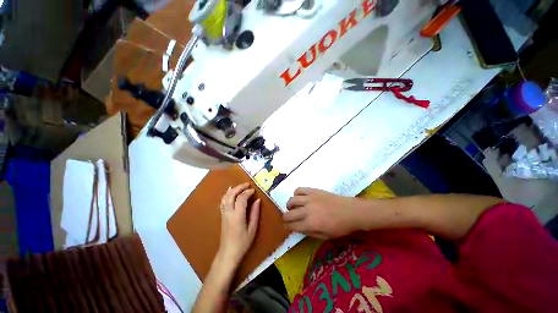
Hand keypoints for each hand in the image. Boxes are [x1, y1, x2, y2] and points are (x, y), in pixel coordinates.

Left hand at [218, 183, 260, 265]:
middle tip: (248, 184)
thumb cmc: (242, 242)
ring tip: (241, 186)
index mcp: (237, 216)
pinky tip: (230, 190)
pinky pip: (223, 201)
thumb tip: (258, 200)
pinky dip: (227, 194)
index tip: (254, 190)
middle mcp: (229, 212)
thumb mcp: (252, 229)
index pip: (241, 198)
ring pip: (226, 197)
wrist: (228, 253)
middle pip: (232, 194)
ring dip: (233, 189)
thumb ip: (255, 213)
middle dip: (240, 187)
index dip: (248, 192)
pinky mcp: (222, 215)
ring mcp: (224, 213)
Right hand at [283, 188, 366, 239]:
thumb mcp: (325, 236)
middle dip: (286, 218)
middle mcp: (307, 211)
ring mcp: (309, 199)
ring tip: (293, 207)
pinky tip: (299, 197)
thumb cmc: (340, 227)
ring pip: (291, 200)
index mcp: (310, 224)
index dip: (287, 227)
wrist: (351, 211)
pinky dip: (296, 194)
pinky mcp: (313, 191)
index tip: (287, 227)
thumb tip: (298, 228)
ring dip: (289, 205)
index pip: (292, 226)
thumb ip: (309, 233)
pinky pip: (299, 190)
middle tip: (289, 219)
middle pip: (288, 214)